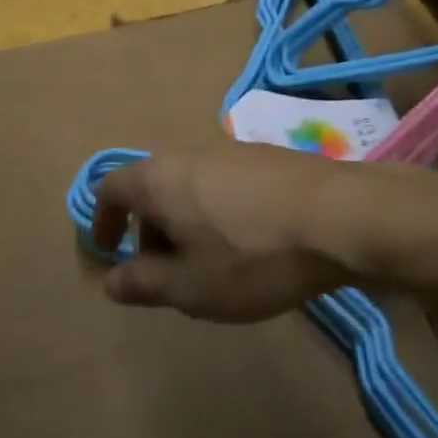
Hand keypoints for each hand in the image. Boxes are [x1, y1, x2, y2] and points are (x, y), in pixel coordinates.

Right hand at [91, 145, 354, 321]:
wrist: (335, 216)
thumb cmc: (251, 256)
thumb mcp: (189, 286)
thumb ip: (143, 283)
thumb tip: (111, 279)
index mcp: (160, 178)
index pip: (111, 187)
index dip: (102, 221)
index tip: (107, 253)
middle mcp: (189, 154)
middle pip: (153, 186)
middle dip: (149, 229)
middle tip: (164, 272)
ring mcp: (230, 151)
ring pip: (190, 186)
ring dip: (185, 224)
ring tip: (209, 267)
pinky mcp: (265, 158)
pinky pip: (222, 185)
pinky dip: (216, 214)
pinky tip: (248, 247)